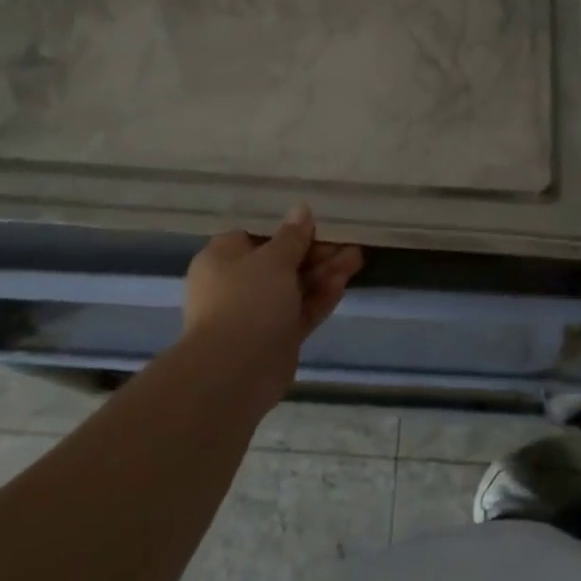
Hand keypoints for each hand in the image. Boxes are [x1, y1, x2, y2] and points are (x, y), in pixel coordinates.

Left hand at [181, 205, 362, 407]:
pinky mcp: (275, 338)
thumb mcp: (274, 258)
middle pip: (281, 262)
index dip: (288, 231)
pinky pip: (299, 311)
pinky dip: (319, 298)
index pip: (257, 236)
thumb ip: (292, 235)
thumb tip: (302, 209)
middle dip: (315, 253)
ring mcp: (256, 314)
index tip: (317, 226)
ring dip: (324, 273)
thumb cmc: (247, 300)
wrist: (235, 371)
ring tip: (357, 258)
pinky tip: (344, 284)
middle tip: (346, 244)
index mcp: (222, 259)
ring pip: (294, 287)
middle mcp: (236, 284)